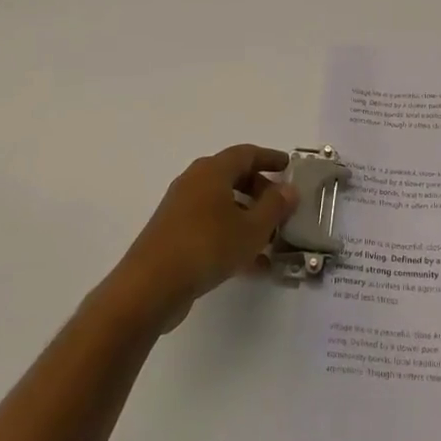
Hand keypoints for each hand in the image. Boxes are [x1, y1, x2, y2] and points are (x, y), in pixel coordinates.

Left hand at [111, 146, 298, 332]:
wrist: (151, 286)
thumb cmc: (207, 246)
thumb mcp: (252, 228)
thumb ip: (275, 207)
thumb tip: (289, 190)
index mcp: (212, 171)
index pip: (246, 154)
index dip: (270, 158)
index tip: (289, 167)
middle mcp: (194, 182)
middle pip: (233, 177)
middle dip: (260, 190)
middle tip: (281, 207)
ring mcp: (181, 209)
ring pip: (222, 205)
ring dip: (247, 217)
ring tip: (271, 240)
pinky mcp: (173, 235)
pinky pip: (210, 227)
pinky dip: (231, 236)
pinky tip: (252, 265)